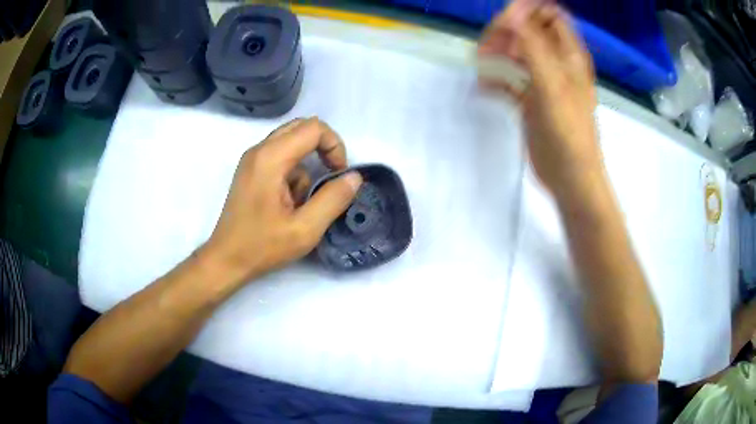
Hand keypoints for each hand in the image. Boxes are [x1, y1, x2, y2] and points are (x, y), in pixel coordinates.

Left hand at [201, 117, 361, 285]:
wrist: (226, 259)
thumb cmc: (262, 246)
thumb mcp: (305, 229)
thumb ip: (333, 199)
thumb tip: (354, 177)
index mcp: (271, 158)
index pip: (313, 128)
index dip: (334, 146)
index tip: (339, 174)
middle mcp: (260, 150)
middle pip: (302, 128)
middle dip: (323, 149)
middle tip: (330, 177)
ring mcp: (253, 159)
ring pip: (292, 142)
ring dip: (306, 166)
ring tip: (300, 201)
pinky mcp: (251, 170)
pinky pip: (281, 157)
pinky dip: (293, 173)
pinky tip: (286, 203)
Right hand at [478, 0, 601, 200]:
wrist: (570, 178)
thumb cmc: (569, 133)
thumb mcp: (552, 85)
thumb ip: (533, 46)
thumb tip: (511, 12)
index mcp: (568, 56)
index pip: (549, 16)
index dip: (527, 12)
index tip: (505, 22)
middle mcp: (556, 64)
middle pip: (528, 32)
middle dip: (506, 32)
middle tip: (488, 45)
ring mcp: (542, 82)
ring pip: (516, 54)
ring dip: (497, 54)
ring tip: (480, 62)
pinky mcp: (530, 101)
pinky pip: (509, 80)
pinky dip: (495, 80)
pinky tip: (482, 87)